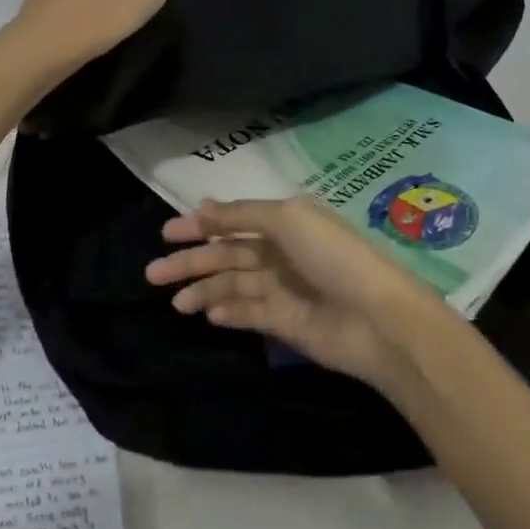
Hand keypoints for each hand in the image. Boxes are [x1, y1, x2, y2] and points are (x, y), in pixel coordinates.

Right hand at [144, 197, 450, 390]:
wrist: (377, 320)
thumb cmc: (333, 257)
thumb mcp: (288, 220)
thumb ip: (242, 215)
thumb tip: (202, 205)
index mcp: (286, 221)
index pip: (234, 220)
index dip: (200, 225)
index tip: (166, 234)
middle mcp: (282, 251)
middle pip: (227, 254)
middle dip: (192, 262)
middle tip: (152, 273)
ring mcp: (283, 288)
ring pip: (233, 284)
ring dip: (204, 289)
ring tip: (176, 301)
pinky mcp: (285, 323)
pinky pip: (248, 312)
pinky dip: (227, 311)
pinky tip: (206, 314)